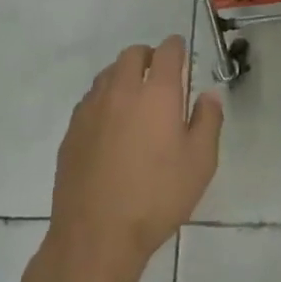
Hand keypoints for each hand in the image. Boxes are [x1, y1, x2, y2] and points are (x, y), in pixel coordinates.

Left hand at [48, 37, 222, 281]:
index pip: (167, 51)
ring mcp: (91, 108)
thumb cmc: (157, 197)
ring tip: (136, 100)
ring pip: (108, 74)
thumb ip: (208, 121)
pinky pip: (91, 99)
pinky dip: (105, 99)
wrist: (97, 234)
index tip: (182, 55)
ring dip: (124, 76)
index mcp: (157, 93)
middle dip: (149, 57)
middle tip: (160, 76)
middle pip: (132, 55)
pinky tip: (112, 126)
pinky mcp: (72, 130)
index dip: (176, 47)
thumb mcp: (200, 162)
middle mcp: (121, 90)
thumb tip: (208, 95)